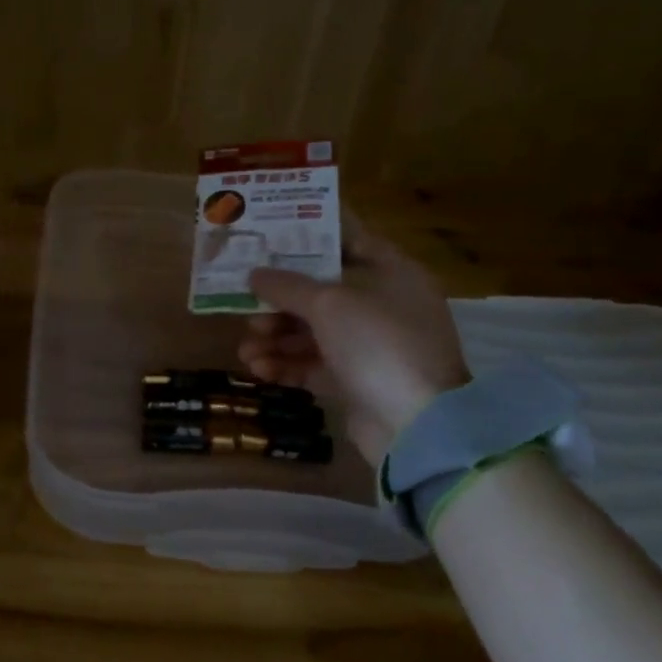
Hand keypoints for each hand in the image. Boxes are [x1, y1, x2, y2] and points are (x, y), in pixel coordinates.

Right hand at [238, 221, 468, 465]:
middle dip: (279, 300)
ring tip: (246, 349)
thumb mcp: (328, 303)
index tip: (268, 237)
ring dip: (276, 337)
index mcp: (392, 273)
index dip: (308, 237)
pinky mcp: (358, 382)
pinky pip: (315, 365)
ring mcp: (372, 346)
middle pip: (322, 292)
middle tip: (245, 306)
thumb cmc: (377, 343)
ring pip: (314, 332)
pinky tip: (259, 369)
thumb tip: (254, 275)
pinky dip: (287, 365)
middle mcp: (384, 305)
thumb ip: (286, 285)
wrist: (415, 425)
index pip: (348, 240)